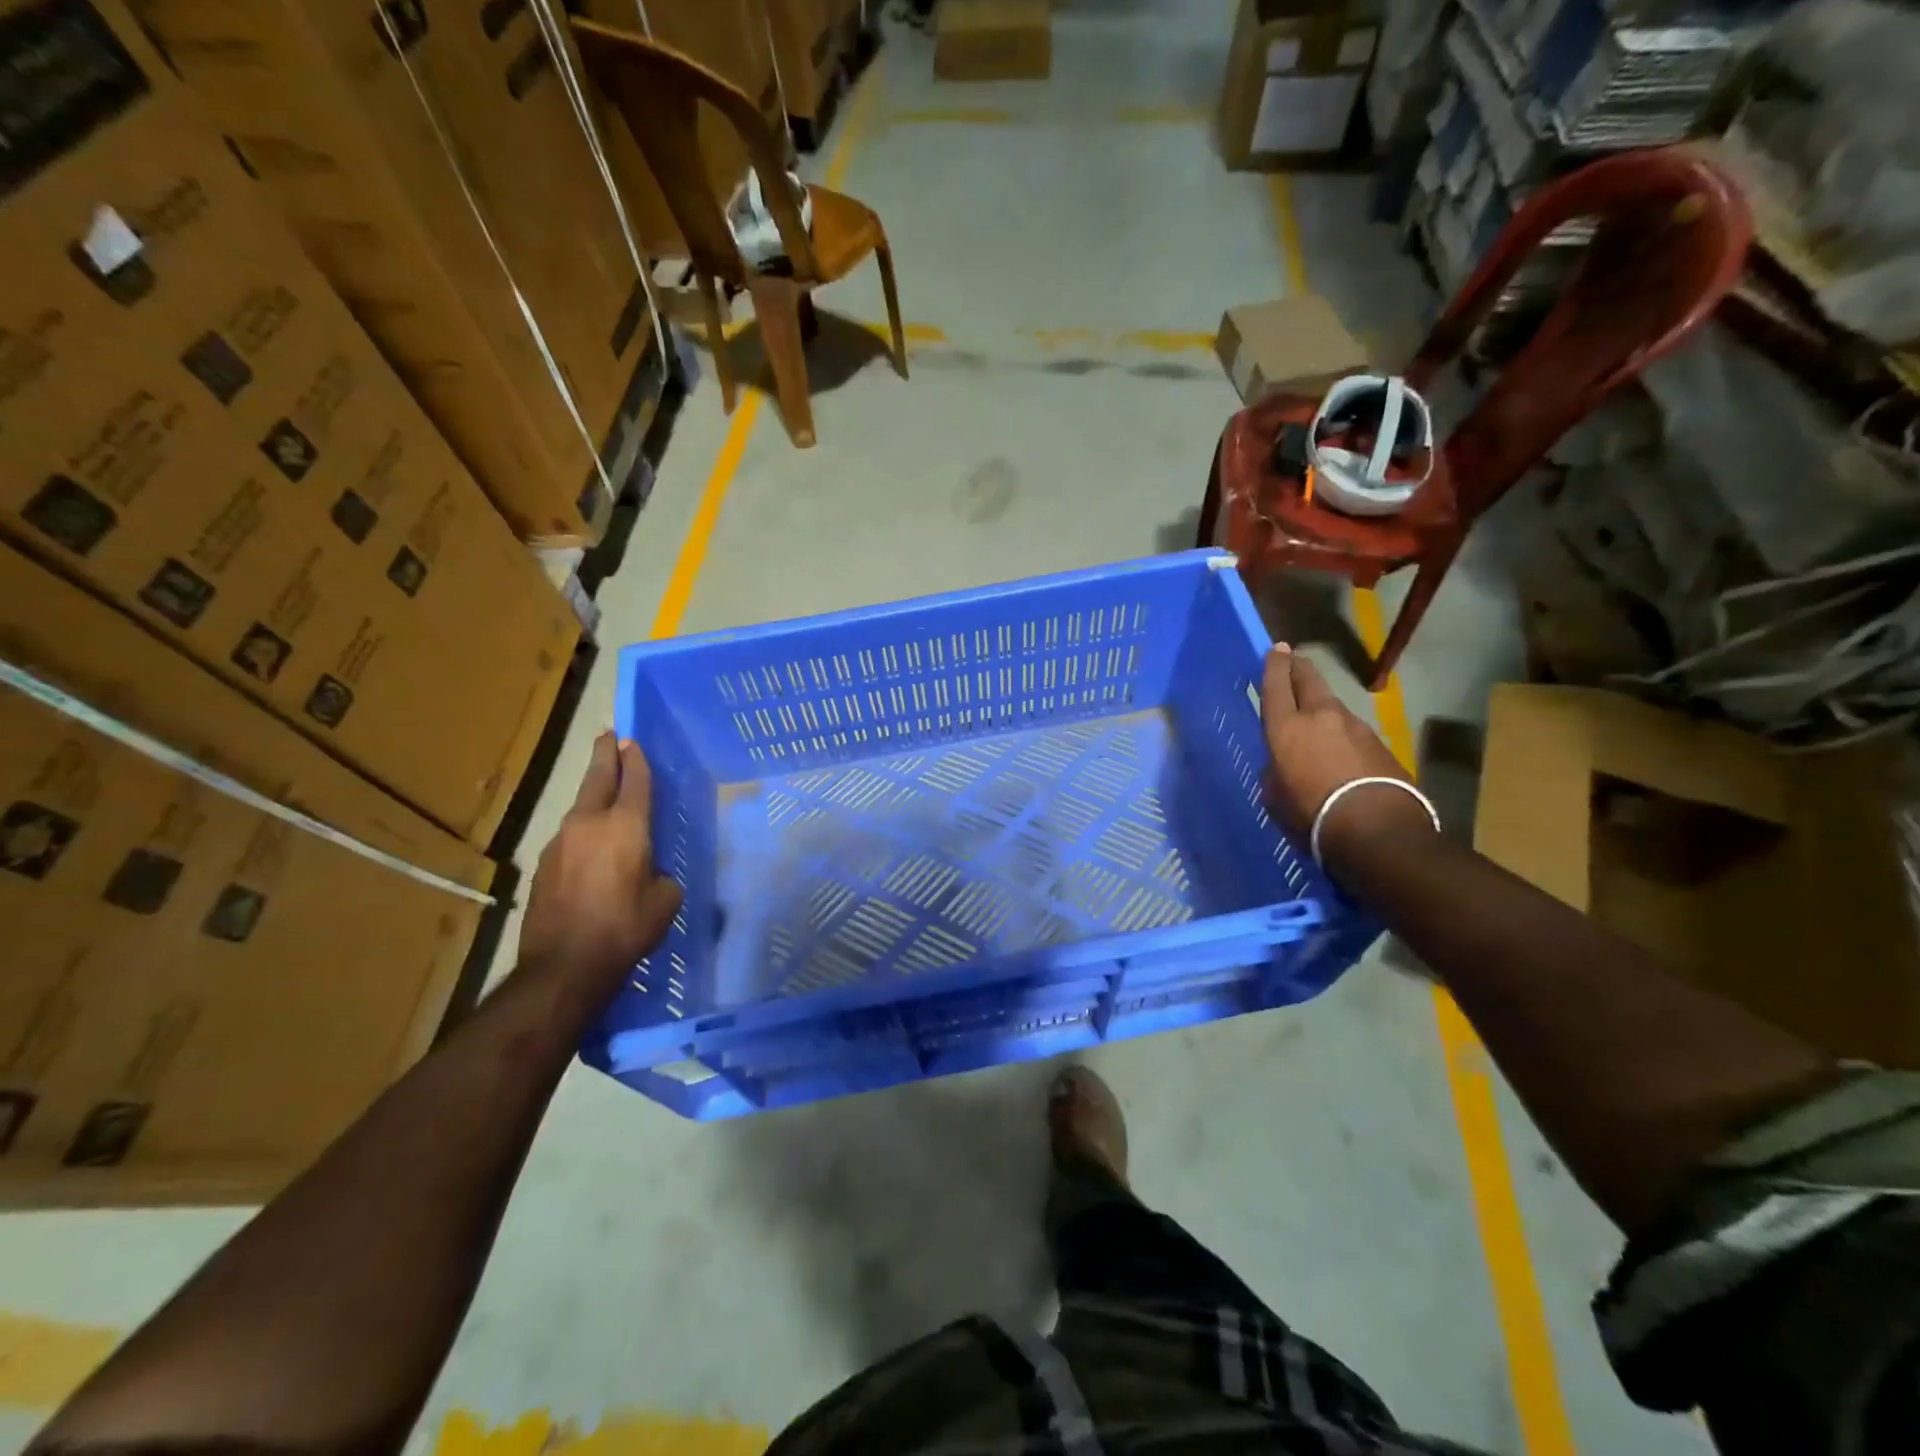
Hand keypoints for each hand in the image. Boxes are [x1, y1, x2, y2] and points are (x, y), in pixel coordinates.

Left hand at [517, 732, 681, 1006]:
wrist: (564, 966)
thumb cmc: (625, 928)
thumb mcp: (665, 901)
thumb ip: (661, 876)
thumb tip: (650, 873)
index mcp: (626, 826)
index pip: (634, 781)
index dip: (636, 760)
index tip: (633, 741)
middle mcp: (589, 824)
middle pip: (597, 778)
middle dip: (605, 755)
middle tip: (609, 737)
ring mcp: (560, 842)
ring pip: (580, 808)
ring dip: (593, 796)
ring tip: (604, 794)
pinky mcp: (543, 865)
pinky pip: (570, 837)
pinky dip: (583, 832)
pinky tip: (592, 849)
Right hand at [1260, 645, 1431, 865]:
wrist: (1376, 829)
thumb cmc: (1311, 814)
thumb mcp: (1275, 796)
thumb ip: (1276, 772)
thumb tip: (1283, 765)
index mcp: (1286, 728)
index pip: (1276, 686)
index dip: (1274, 666)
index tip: (1276, 649)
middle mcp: (1320, 717)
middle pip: (1309, 681)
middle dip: (1299, 668)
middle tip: (1294, 660)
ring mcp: (1355, 727)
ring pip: (1332, 706)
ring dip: (1322, 705)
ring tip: (1315, 714)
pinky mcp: (1379, 744)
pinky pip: (1352, 730)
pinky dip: (1342, 733)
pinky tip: (1339, 749)